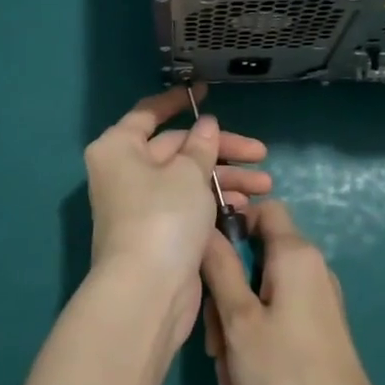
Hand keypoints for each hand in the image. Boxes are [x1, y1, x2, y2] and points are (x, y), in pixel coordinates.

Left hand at [85, 85, 270, 351]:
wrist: (147, 294)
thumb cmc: (163, 217)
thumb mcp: (188, 173)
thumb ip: (201, 145)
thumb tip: (205, 124)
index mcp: (120, 148)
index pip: (149, 113)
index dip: (178, 100)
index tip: (205, 91)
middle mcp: (126, 171)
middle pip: (178, 148)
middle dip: (221, 151)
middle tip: (260, 153)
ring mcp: (142, 204)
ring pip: (188, 178)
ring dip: (226, 179)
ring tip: (264, 186)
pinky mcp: (160, 232)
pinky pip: (190, 205)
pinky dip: (215, 203)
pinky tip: (246, 208)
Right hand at [201, 200, 384, 384]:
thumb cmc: (286, 376)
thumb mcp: (239, 320)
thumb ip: (220, 268)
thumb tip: (205, 227)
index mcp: (296, 255)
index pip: (264, 209)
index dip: (231, 221)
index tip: (203, 254)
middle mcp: (310, 270)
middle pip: (256, 258)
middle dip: (225, 293)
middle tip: (211, 339)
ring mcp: (316, 303)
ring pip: (260, 296)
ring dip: (235, 329)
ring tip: (227, 374)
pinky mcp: (317, 333)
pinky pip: (275, 321)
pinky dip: (255, 345)